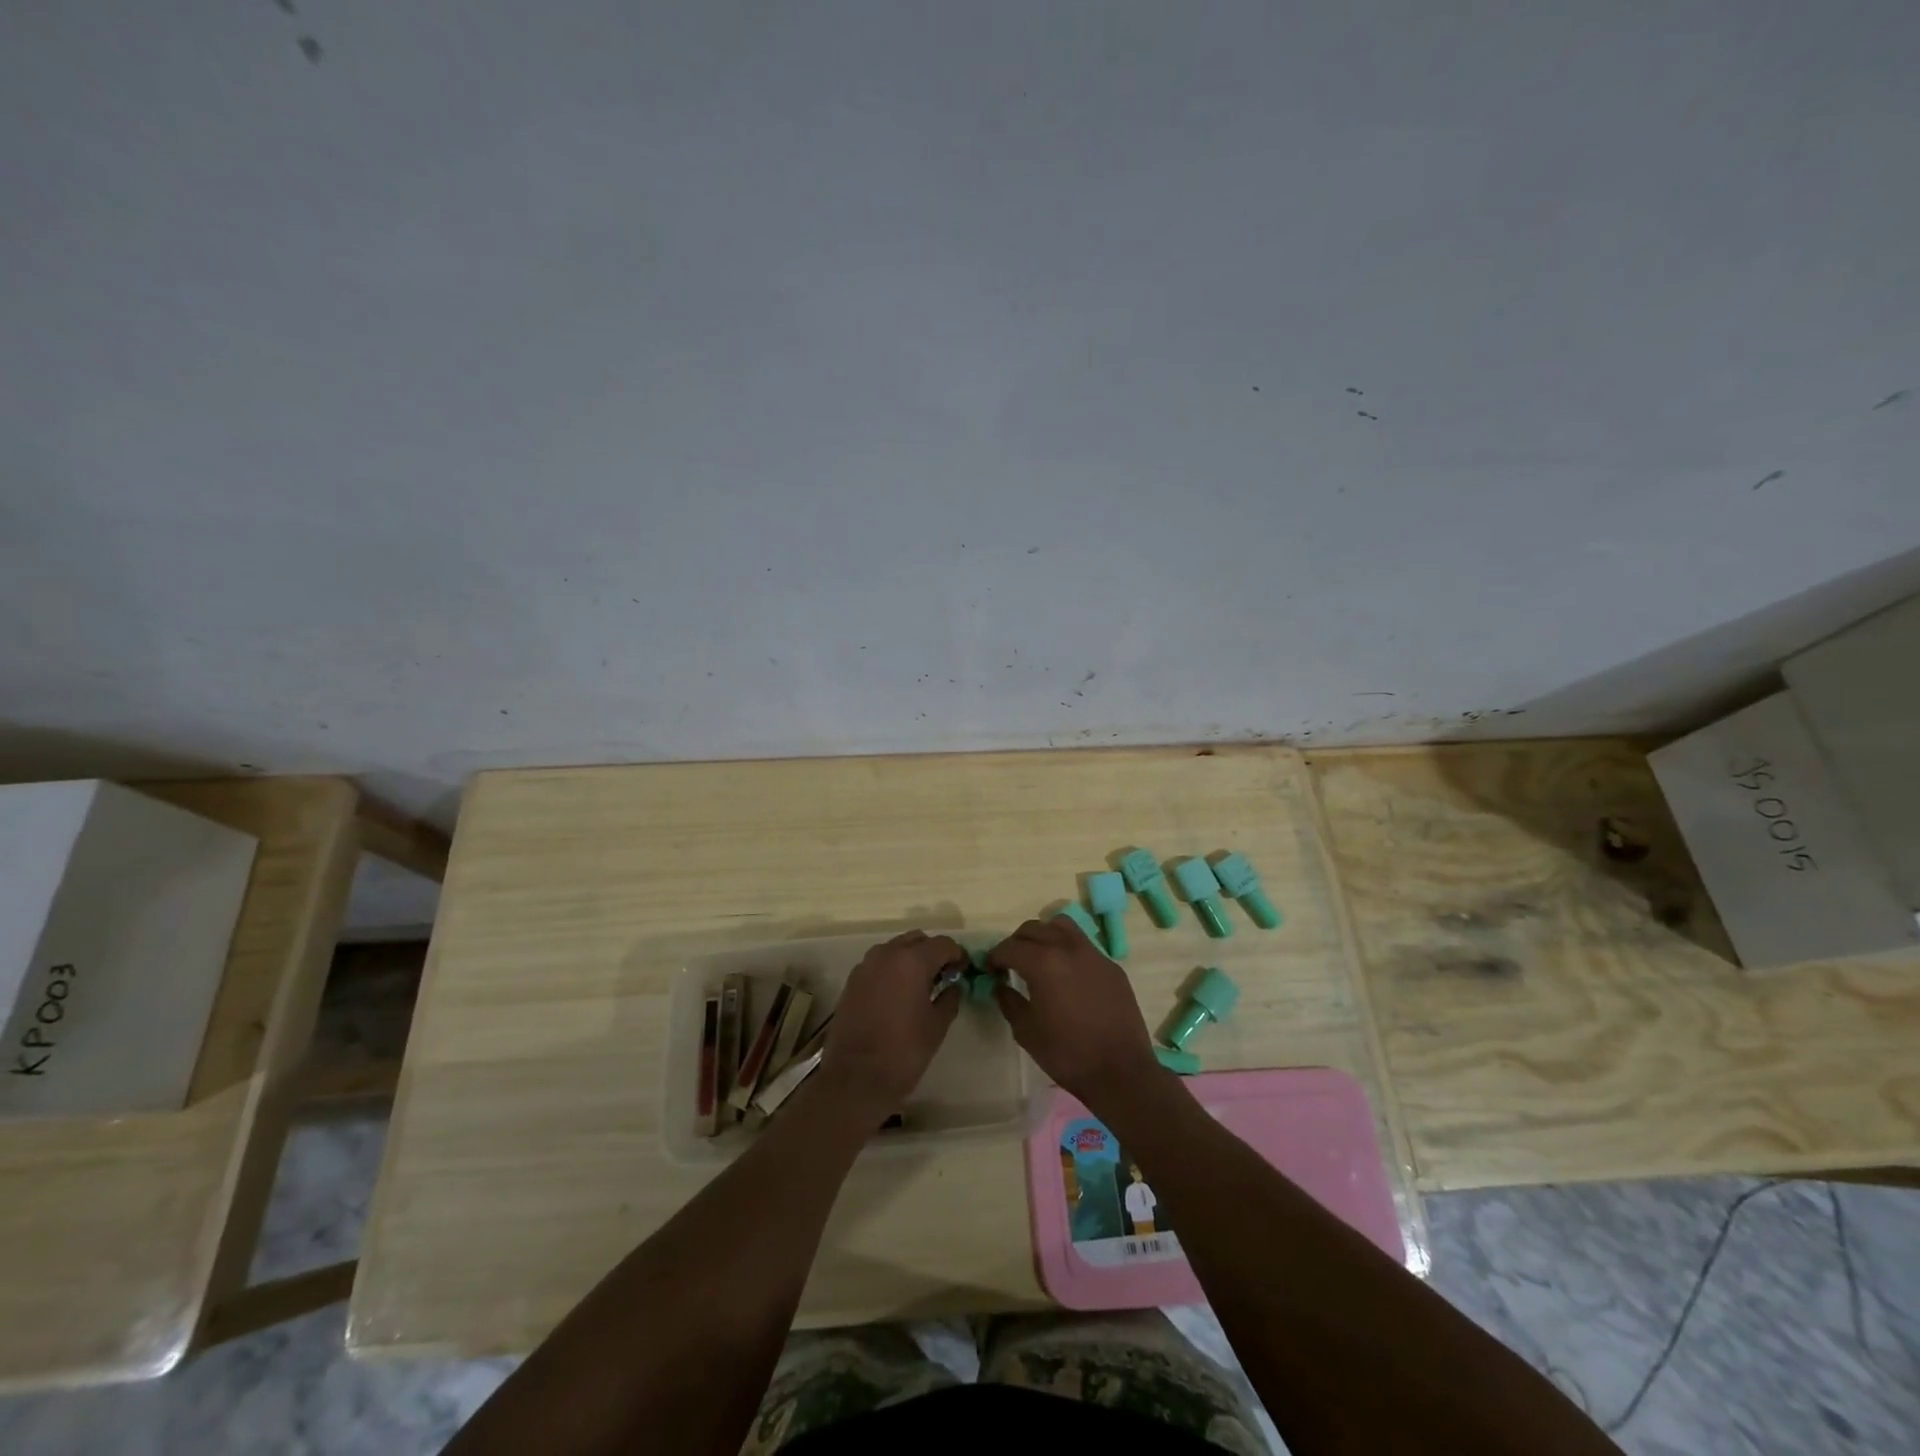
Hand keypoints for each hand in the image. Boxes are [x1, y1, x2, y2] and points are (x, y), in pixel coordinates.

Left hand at [818, 931, 964, 1121]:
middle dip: (933, 952)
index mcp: (912, 961)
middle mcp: (887, 954)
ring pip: (895, 948)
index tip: (963, 970)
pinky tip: (898, 993)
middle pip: (917, 939)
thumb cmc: (904, 1052)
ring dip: (911, 957)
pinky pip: (878, 963)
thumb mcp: (937, 1025)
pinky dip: (892, 968)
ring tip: (921, 984)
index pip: (943, 944)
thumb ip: (950, 998)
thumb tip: (954, 985)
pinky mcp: (852, 980)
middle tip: (944, 975)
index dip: (957, 955)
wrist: (856, 1078)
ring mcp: (866, 966)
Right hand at [988, 918, 1162, 1111]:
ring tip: (1039, 958)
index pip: (1010, 947)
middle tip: (1010, 963)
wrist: (1121, 1071)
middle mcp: (1068, 948)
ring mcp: (1093, 954)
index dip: (995, 956)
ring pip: (1062, 926)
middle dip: (1017, 942)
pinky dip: (1068, 949)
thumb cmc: (1067, 1054)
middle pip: (1034, 929)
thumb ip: (1009, 1002)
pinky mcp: (1111, 966)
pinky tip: (1067, 974)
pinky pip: (1083, 945)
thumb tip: (1001, 986)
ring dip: (1044, 935)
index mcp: (1043, 963)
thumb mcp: (1027, 1032)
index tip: (990, 968)